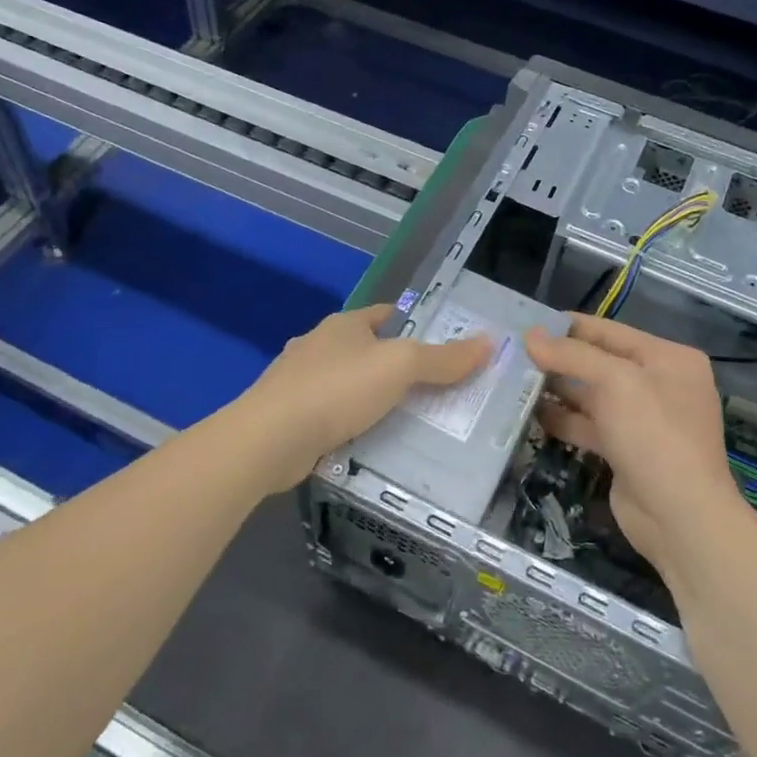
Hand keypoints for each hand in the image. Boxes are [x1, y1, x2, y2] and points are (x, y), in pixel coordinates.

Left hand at [240, 304, 491, 491]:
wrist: (268, 439)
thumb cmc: (337, 390)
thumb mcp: (400, 367)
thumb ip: (443, 358)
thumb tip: (487, 341)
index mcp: (344, 325)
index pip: (387, 314)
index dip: (416, 326)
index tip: (443, 348)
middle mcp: (319, 346)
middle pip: (367, 350)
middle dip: (396, 366)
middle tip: (435, 391)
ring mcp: (299, 381)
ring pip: (347, 384)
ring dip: (371, 397)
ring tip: (407, 420)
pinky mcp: (289, 416)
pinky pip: (331, 414)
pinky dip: (350, 424)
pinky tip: (367, 442)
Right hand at [524, 314, 738, 572]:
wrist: (680, 517)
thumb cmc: (653, 434)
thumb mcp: (615, 382)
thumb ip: (571, 355)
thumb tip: (530, 335)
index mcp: (669, 358)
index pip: (611, 332)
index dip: (570, 326)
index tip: (529, 321)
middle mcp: (658, 384)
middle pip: (600, 363)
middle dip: (559, 358)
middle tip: (513, 351)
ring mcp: (642, 420)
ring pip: (591, 396)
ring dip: (556, 389)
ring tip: (513, 379)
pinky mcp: (625, 450)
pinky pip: (588, 425)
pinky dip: (562, 419)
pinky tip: (529, 413)